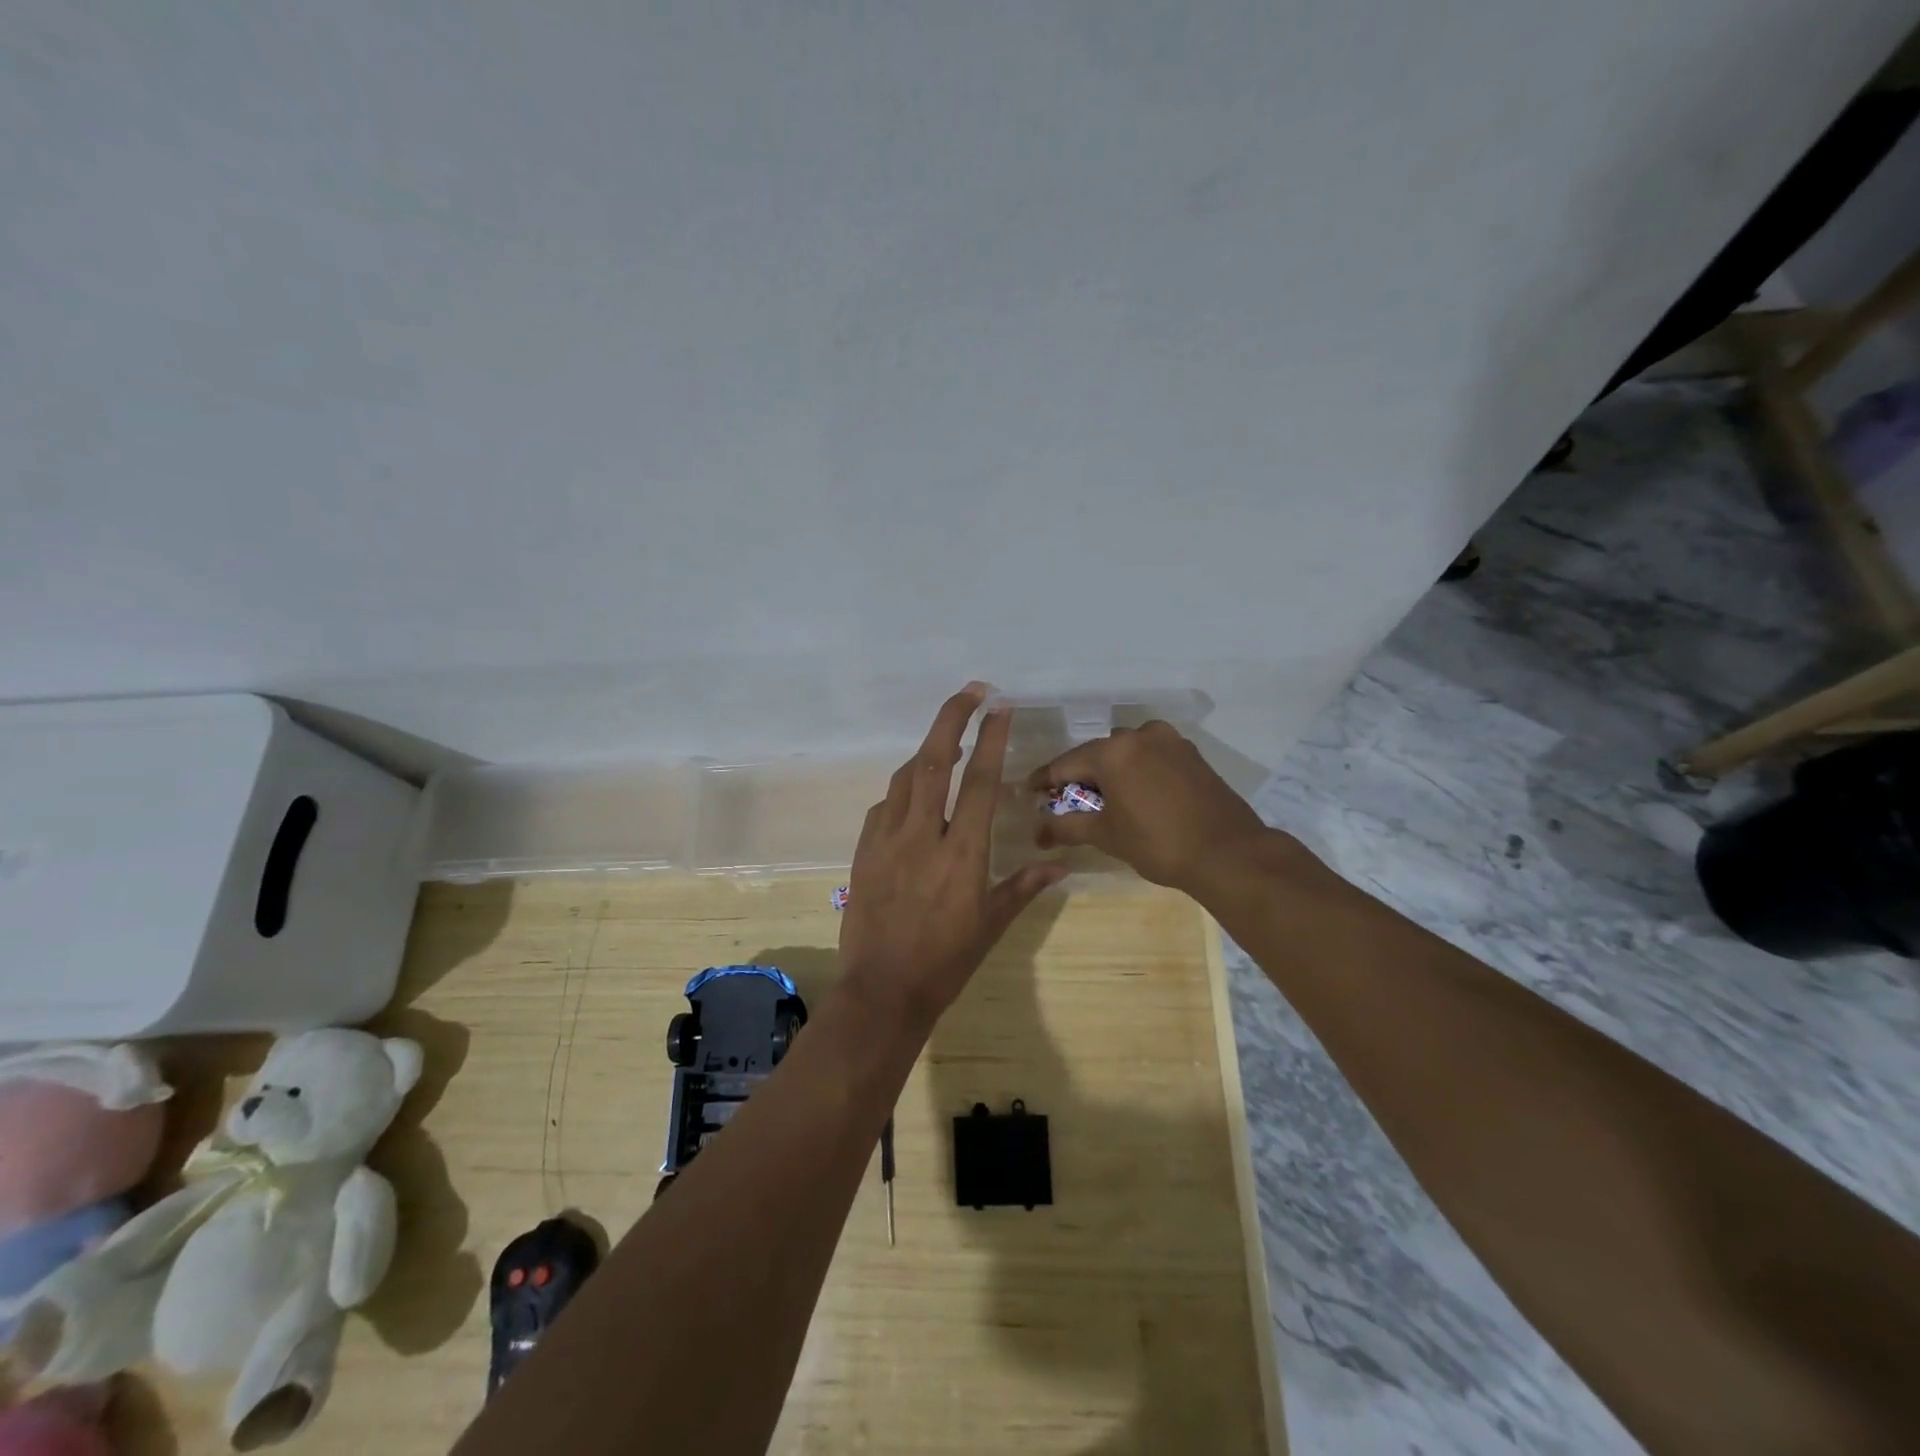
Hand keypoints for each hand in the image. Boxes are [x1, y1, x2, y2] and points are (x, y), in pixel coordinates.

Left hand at [838, 685, 1067, 1035]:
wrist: (883, 991)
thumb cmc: (946, 961)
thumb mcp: (991, 925)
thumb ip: (1024, 886)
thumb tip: (1060, 864)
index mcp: (961, 852)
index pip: (977, 781)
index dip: (990, 739)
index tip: (1000, 707)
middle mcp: (921, 835)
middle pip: (932, 761)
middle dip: (951, 718)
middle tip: (970, 691)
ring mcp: (886, 840)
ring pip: (904, 778)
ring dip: (926, 751)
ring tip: (945, 740)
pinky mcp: (864, 851)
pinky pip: (884, 806)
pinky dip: (901, 791)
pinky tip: (912, 797)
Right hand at [1027, 721, 1273, 895]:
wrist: (1228, 853)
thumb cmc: (1158, 843)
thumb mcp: (1107, 835)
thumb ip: (1067, 827)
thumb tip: (1037, 832)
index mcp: (1113, 751)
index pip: (1065, 763)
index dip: (1044, 780)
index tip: (1029, 791)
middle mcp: (1139, 735)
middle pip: (1097, 754)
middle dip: (1080, 776)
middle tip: (1068, 801)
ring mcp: (1170, 741)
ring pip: (1126, 753)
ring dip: (1111, 772)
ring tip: (1104, 800)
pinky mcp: (1191, 753)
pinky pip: (1151, 757)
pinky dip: (1137, 771)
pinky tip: (1136, 794)